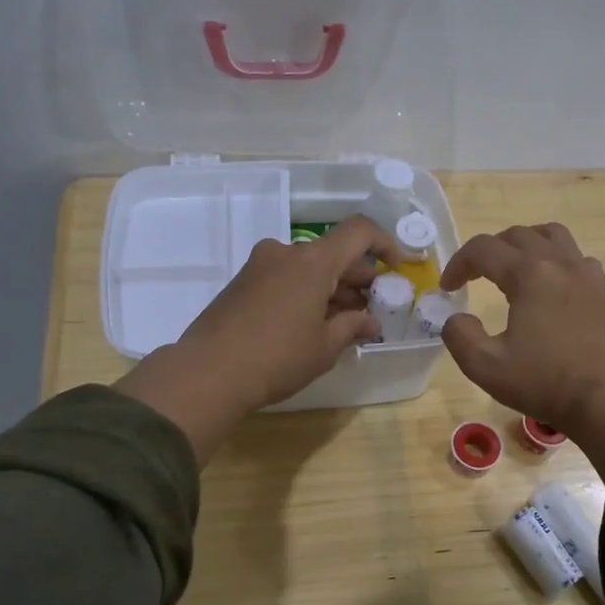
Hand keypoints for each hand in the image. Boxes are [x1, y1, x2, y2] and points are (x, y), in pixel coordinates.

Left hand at [116, 216, 401, 461]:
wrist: (208, 373)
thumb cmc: (277, 358)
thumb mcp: (324, 347)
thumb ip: (352, 326)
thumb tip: (370, 321)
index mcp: (312, 261)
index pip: (359, 232)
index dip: (385, 243)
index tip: (397, 267)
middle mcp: (286, 253)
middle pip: (333, 252)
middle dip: (358, 277)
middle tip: (372, 307)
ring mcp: (260, 265)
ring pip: (308, 267)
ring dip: (331, 287)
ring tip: (344, 322)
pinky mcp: (242, 282)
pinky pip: (286, 277)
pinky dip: (306, 292)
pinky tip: (312, 323)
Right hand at [439, 223, 604, 476]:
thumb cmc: (544, 382)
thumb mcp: (485, 366)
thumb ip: (459, 336)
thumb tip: (456, 318)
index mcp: (529, 274)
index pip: (483, 250)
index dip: (458, 264)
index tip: (448, 288)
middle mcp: (559, 263)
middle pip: (517, 235)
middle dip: (488, 250)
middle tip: (474, 276)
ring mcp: (586, 274)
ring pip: (551, 236)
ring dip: (524, 244)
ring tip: (511, 267)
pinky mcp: (603, 291)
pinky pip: (575, 257)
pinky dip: (554, 260)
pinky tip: (549, 286)